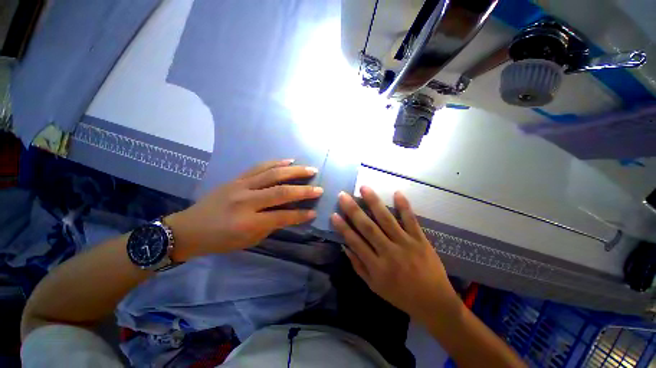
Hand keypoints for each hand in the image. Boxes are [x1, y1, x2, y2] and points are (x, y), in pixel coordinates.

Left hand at [166, 160, 322, 260]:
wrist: (188, 228)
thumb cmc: (220, 241)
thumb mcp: (248, 240)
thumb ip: (271, 225)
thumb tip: (291, 214)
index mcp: (248, 222)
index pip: (282, 216)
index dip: (300, 214)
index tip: (314, 212)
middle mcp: (246, 201)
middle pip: (281, 191)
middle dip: (304, 190)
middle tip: (319, 187)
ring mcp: (241, 185)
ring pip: (273, 174)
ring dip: (294, 171)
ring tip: (310, 169)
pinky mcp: (237, 178)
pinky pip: (259, 167)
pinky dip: (276, 162)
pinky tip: (289, 160)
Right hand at [331, 186, 459, 320]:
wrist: (434, 302)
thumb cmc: (401, 296)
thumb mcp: (374, 287)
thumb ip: (358, 266)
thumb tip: (345, 246)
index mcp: (377, 266)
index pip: (355, 242)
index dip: (343, 228)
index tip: (334, 214)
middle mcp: (389, 252)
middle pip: (368, 227)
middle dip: (353, 210)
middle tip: (343, 195)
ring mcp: (406, 244)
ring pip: (387, 219)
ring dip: (374, 202)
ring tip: (364, 188)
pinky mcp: (420, 240)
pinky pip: (411, 220)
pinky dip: (404, 206)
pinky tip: (397, 192)